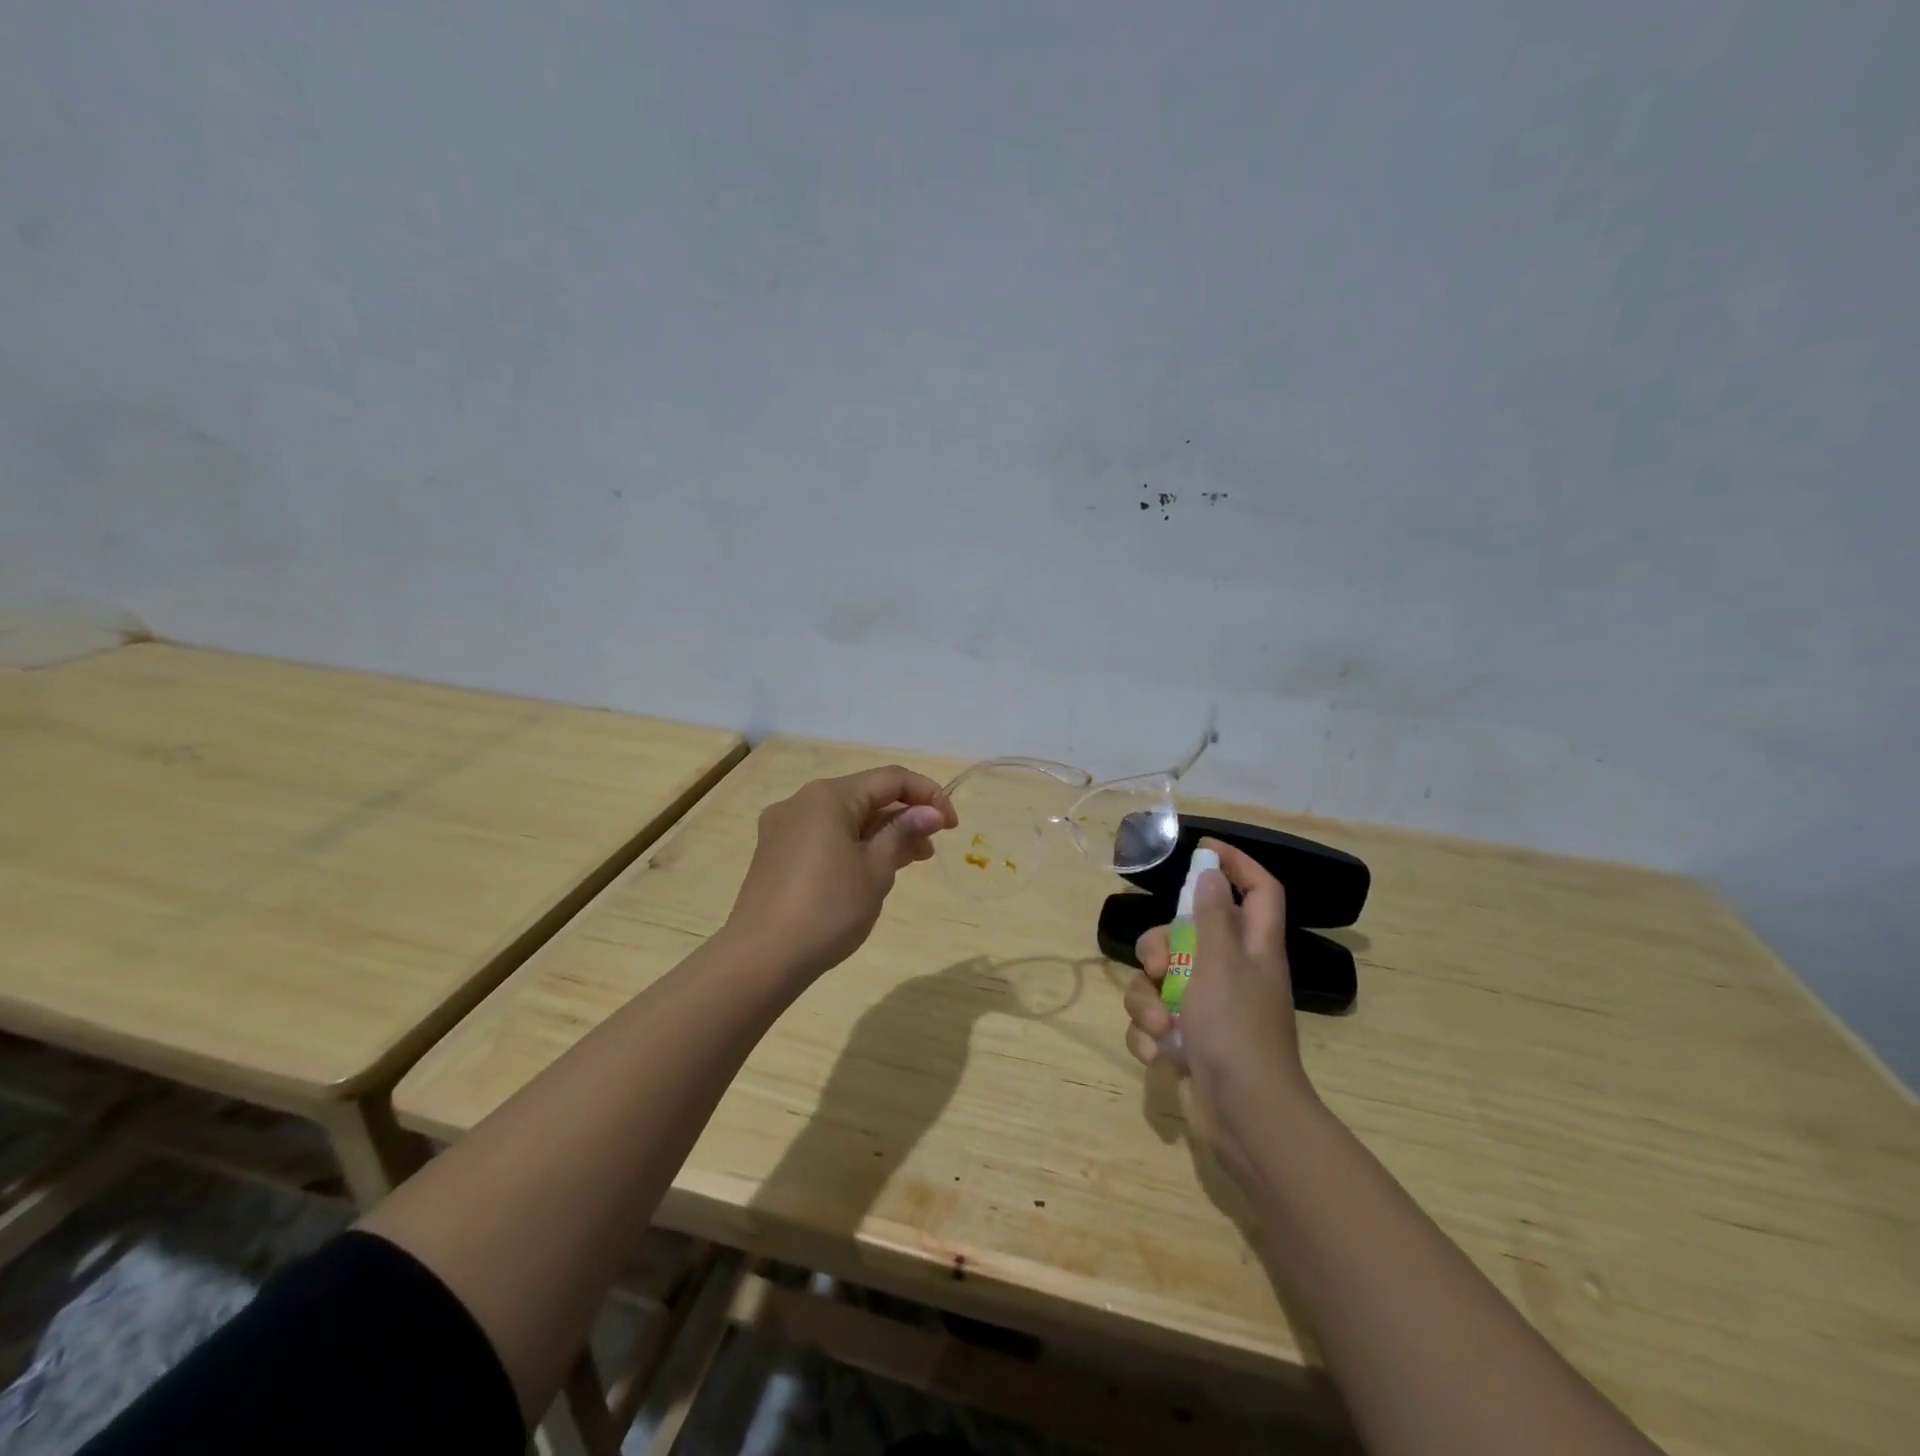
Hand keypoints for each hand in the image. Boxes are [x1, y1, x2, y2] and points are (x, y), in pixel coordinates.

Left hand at [726, 765, 956, 979]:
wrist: (762, 958)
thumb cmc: (828, 908)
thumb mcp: (876, 869)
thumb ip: (904, 833)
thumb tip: (930, 812)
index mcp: (828, 796)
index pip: (890, 779)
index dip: (928, 795)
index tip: (952, 825)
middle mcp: (801, 801)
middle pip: (865, 796)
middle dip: (903, 816)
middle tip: (931, 847)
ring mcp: (783, 828)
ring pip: (844, 818)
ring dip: (879, 833)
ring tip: (908, 861)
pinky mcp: (774, 853)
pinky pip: (824, 836)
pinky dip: (853, 845)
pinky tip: (869, 871)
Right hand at [1123, 838, 1314, 1174]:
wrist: (1243, 1117)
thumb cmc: (1236, 1030)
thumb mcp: (1220, 963)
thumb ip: (1212, 917)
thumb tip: (1210, 877)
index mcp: (1253, 949)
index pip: (1259, 889)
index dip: (1236, 863)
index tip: (1201, 851)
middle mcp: (1231, 973)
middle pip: (1186, 935)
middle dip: (1159, 947)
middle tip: (1157, 965)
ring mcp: (1207, 1009)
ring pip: (1160, 981)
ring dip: (1148, 1001)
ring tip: (1161, 1026)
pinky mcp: (1187, 1040)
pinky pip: (1155, 1021)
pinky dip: (1152, 1035)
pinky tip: (1161, 1053)